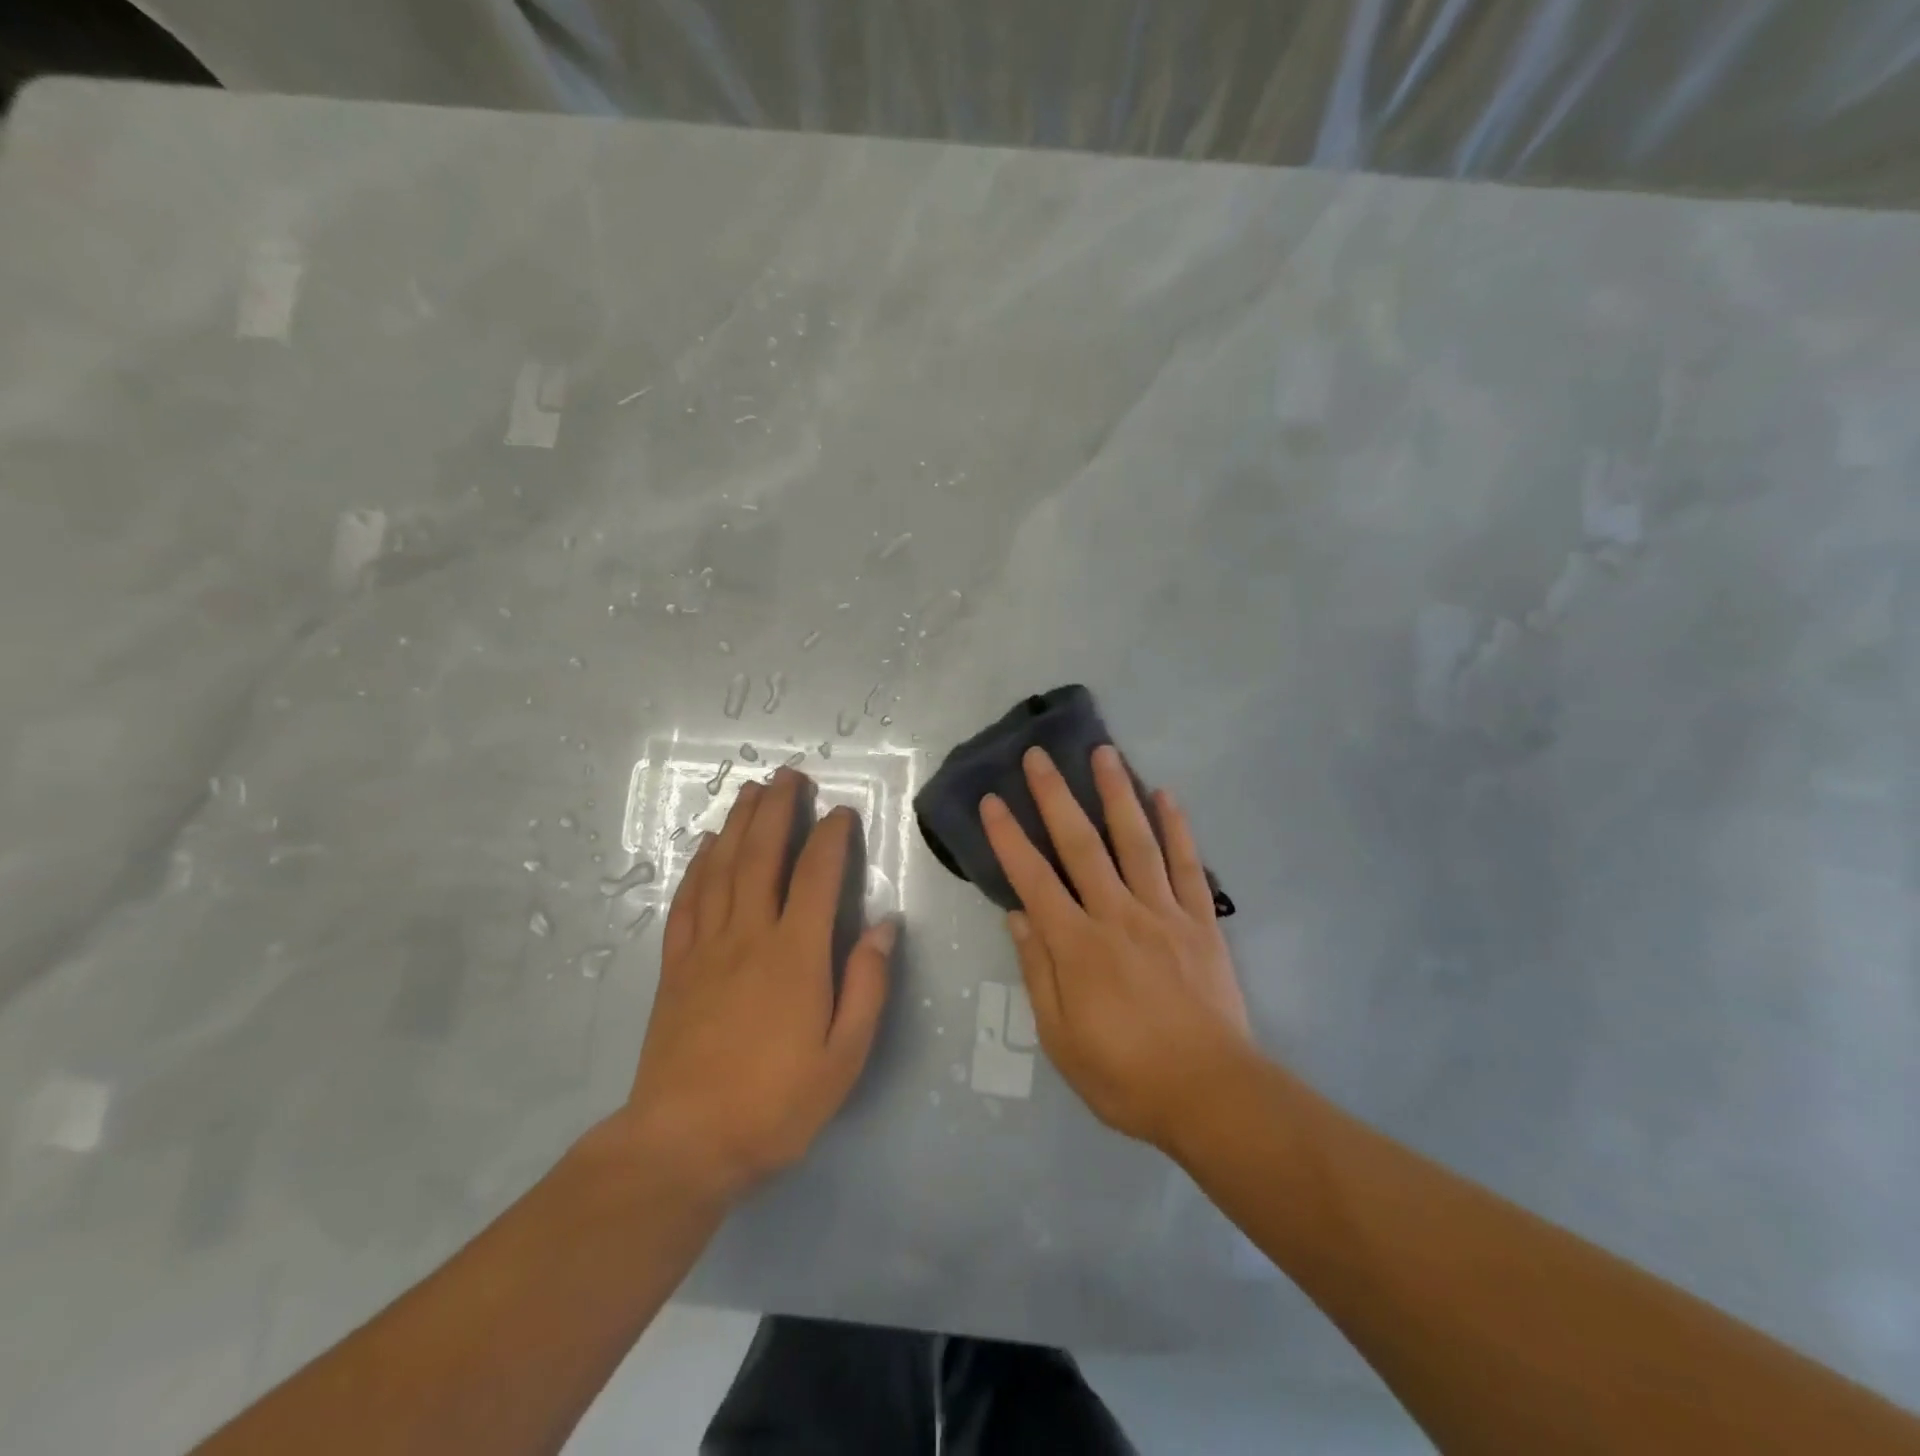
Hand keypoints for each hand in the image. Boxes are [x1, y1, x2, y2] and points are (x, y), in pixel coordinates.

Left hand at [618, 769, 894, 1203]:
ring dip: (737, 824)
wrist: (683, 1144)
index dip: (832, 837)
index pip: (817, 876)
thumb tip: (884, 926)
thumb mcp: (843, 1057)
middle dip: (777, 809)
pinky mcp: (676, 967)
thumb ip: (866, 985)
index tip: (844, 812)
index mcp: (795, 955)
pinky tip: (705, 847)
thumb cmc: (775, 1104)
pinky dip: (697, 868)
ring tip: (750, 790)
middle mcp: (748, 935)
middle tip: (788, 775)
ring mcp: (706, 948)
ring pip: (722, 868)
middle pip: (762, 855)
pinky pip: (687, 902)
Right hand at [981, 746, 1253, 1152]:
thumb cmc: (1125, 1075)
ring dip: (1116, 794)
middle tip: (1039, 756)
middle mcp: (1117, 915)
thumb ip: (1038, 971)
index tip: (992, 801)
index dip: (1009, 837)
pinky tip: (1166, 795)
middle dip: (1056, 797)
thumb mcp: (1061, 1038)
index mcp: (1077, 945)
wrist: (1212, 1094)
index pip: (1033, 879)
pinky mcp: (1200, 922)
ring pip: (1135, 841)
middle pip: (1081, 845)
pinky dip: (1177, 828)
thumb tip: (1017, 915)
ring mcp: (1163, 913)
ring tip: (1103, 753)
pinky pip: (1187, 865)